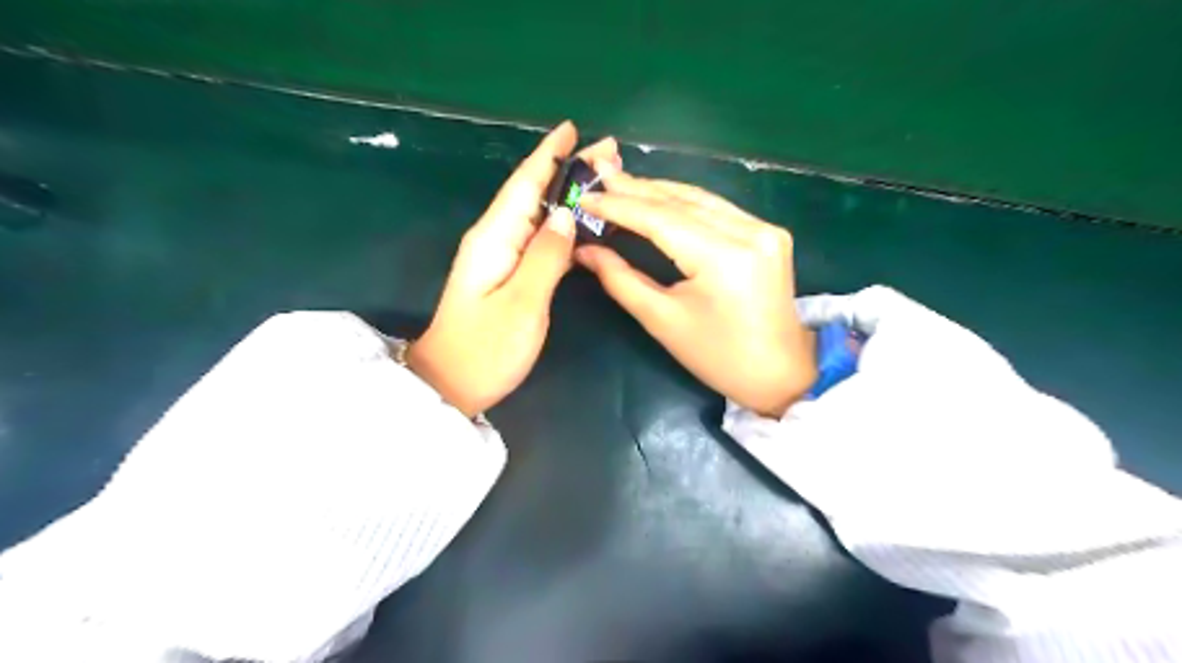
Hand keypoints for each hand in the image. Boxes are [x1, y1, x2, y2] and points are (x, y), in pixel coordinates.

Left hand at [409, 121, 619, 416]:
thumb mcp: (522, 304)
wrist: (451, 384)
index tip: (573, 128)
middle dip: (566, 168)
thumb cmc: (486, 349)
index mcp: (494, 238)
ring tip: (602, 179)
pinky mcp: (505, 274)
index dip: (548, 154)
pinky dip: (560, 222)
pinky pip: (537, 236)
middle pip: (532, 193)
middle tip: (608, 152)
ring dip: (566, 192)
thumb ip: (546, 257)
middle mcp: (494, 238)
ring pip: (536, 213)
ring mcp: (498, 257)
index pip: (524, 184)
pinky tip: (579, 221)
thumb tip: (566, 214)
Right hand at [578, 173, 817, 417]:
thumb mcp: (663, 321)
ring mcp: (764, 229)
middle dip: (637, 189)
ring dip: (660, 191)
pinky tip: (661, 199)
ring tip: (622, 183)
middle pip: (682, 201)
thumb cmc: (717, 357)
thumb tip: (585, 250)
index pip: (661, 219)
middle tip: (600, 177)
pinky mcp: (769, 233)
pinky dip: (685, 203)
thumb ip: (621, 279)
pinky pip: (718, 209)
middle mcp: (749, 231)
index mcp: (723, 257)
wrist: (780, 373)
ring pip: (701, 199)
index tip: (586, 196)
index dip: (620, 206)